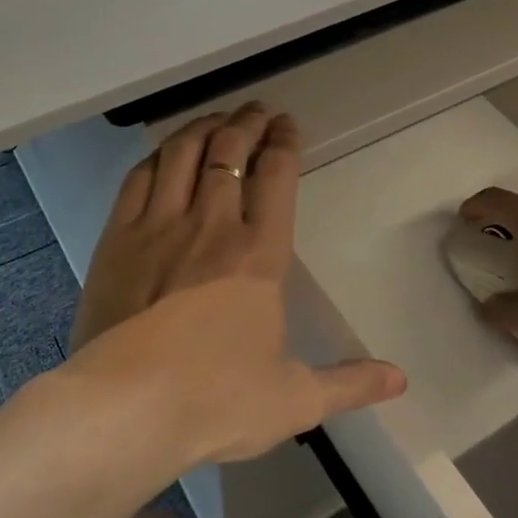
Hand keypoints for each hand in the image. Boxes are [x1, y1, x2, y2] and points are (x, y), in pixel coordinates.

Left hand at [65, 103, 405, 465]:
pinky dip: (158, 156)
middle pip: (229, 152)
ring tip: (217, 117)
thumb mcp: (294, 400)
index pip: (276, 177)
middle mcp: (211, 225)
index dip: (284, 143)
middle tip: (257, 110)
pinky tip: (164, 153)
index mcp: (259, 255)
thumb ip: (349, 383)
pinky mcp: (116, 239)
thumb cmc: (216, 401)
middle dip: (247, 123)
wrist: (125, 407)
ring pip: (183, 154)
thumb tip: (400, 379)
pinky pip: (138, 178)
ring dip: (203, 127)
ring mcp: (158, 226)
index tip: (288, 125)